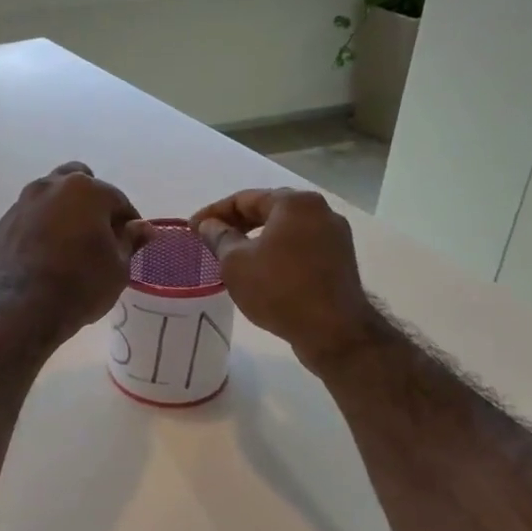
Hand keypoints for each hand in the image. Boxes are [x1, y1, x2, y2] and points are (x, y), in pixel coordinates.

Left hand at [0, 163, 153, 341]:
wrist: (21, 310)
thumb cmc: (80, 285)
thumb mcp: (118, 268)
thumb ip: (130, 241)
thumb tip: (143, 227)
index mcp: (84, 190)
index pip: (117, 200)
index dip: (128, 222)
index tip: (130, 242)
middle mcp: (49, 187)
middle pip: (78, 184)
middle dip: (91, 203)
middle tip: (98, 234)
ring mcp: (21, 205)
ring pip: (49, 199)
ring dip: (62, 214)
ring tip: (69, 246)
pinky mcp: (1, 227)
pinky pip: (28, 221)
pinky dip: (39, 231)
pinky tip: (44, 257)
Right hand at [191, 188, 373, 371]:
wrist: (333, 331)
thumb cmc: (279, 289)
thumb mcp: (236, 263)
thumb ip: (219, 237)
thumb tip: (208, 225)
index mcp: (295, 203)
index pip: (244, 198)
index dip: (213, 213)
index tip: (192, 229)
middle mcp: (320, 210)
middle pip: (268, 209)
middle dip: (236, 223)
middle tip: (210, 239)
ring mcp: (334, 235)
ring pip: (284, 229)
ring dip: (256, 238)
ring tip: (231, 255)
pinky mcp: (339, 259)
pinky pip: (299, 246)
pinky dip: (276, 252)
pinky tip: (260, 270)